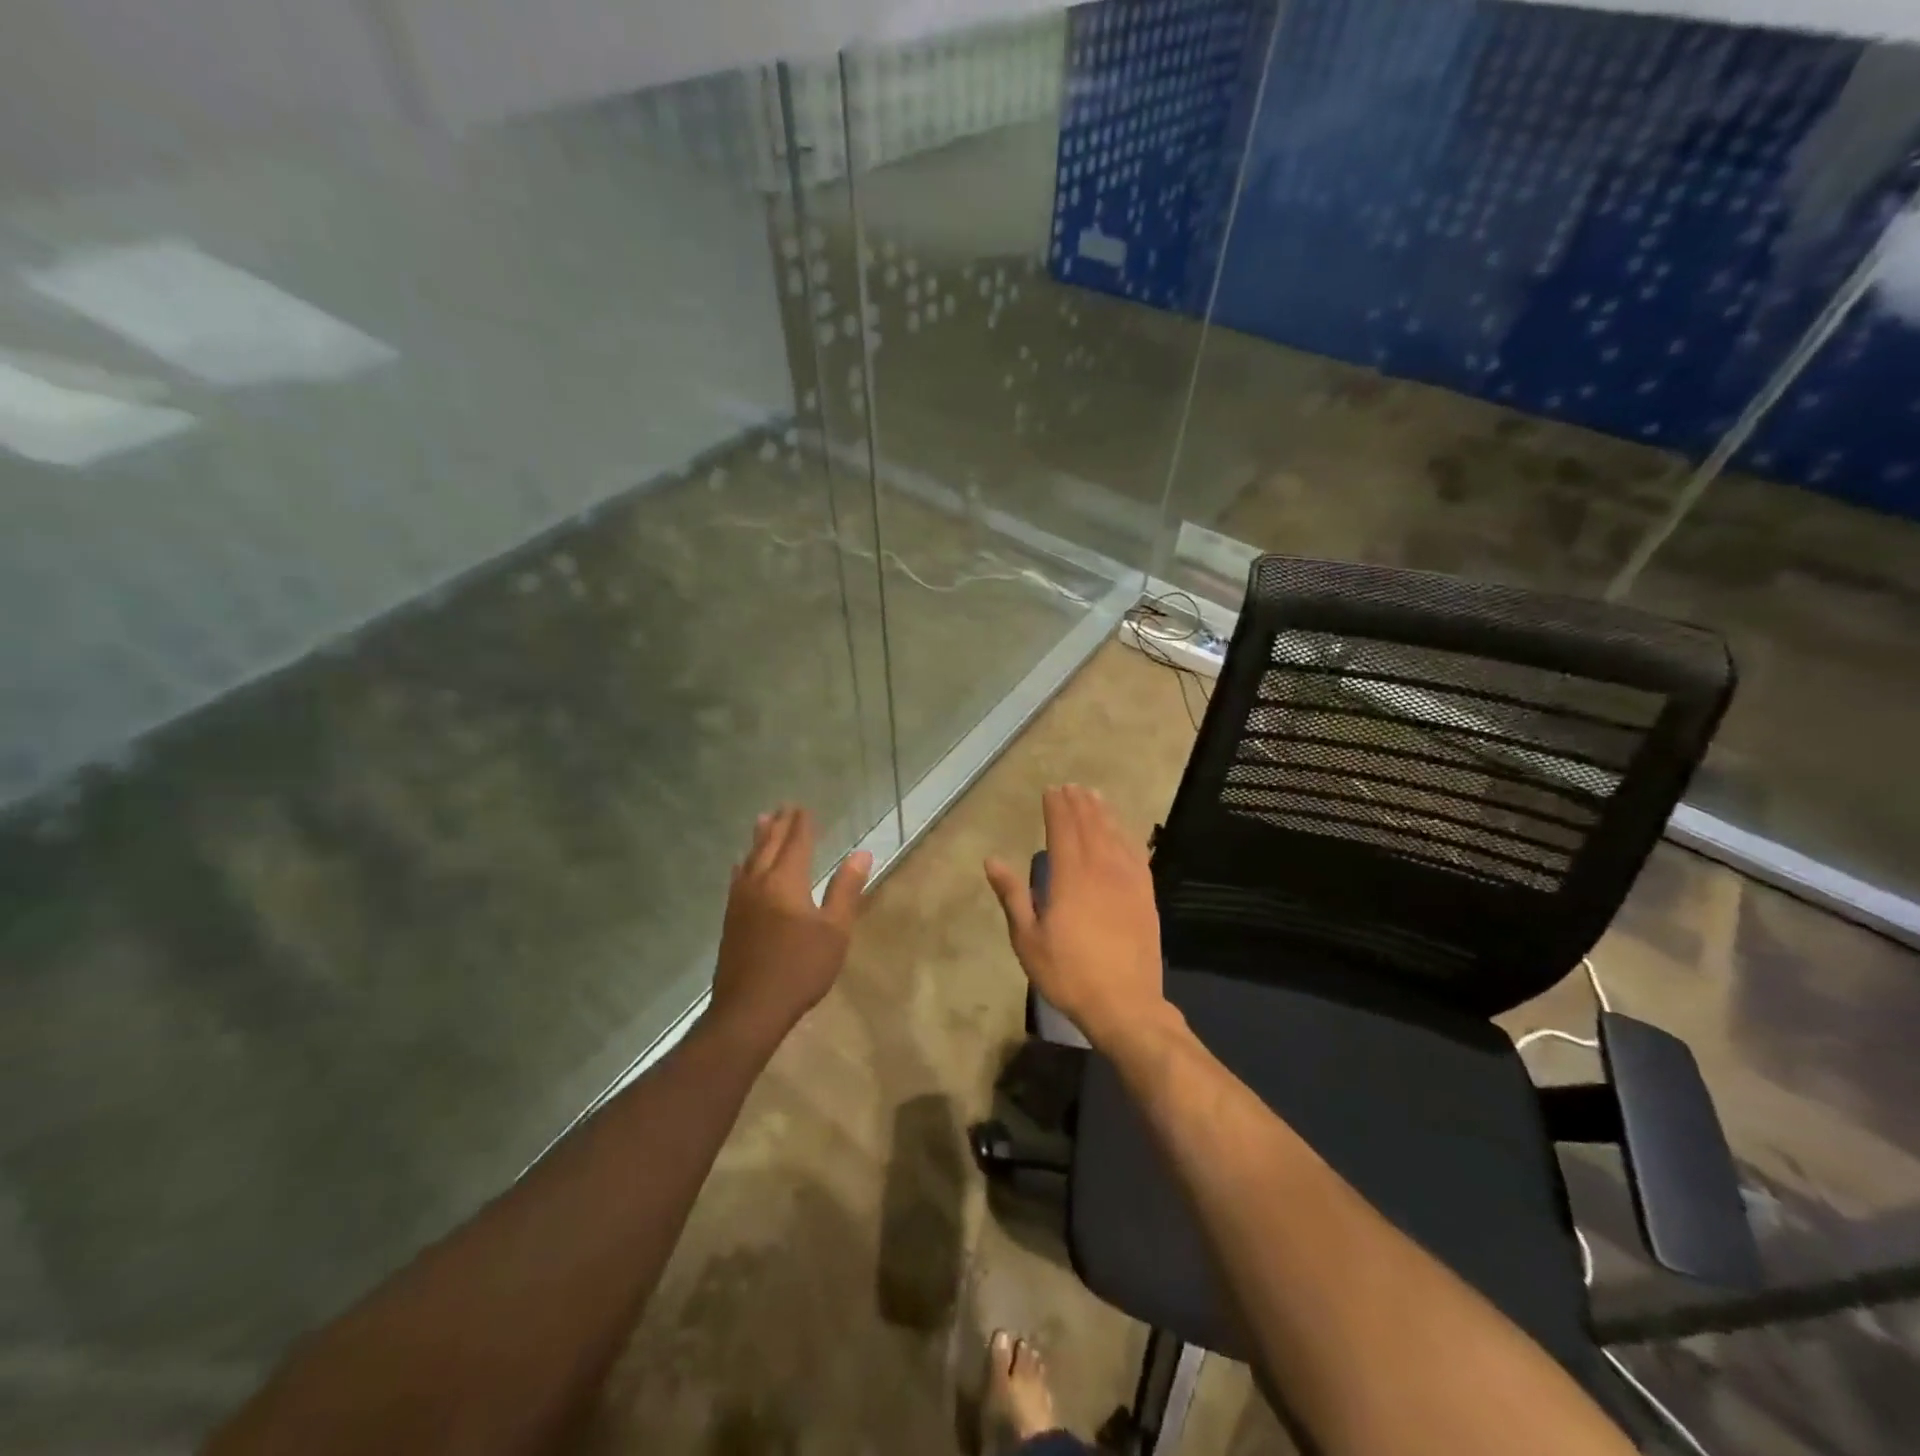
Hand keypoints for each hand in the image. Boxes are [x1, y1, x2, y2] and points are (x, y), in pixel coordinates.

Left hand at [710, 806, 870, 1048]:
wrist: (749, 1008)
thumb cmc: (799, 968)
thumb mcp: (834, 931)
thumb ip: (846, 889)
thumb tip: (861, 853)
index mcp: (786, 881)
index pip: (796, 843)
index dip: (802, 825)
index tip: (804, 808)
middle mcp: (759, 882)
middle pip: (769, 845)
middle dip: (779, 825)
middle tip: (784, 807)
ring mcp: (740, 901)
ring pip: (750, 859)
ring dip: (759, 838)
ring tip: (762, 821)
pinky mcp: (731, 919)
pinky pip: (738, 878)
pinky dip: (744, 863)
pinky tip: (741, 867)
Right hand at [984, 785, 1168, 1051]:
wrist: (1125, 1004)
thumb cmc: (1068, 973)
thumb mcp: (1028, 939)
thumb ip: (1012, 895)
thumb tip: (992, 860)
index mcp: (1069, 878)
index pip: (1063, 830)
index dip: (1056, 808)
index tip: (1051, 790)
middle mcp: (1101, 869)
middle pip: (1090, 826)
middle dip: (1079, 803)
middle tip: (1071, 786)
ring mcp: (1128, 881)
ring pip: (1115, 835)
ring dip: (1103, 813)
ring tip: (1094, 796)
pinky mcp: (1146, 896)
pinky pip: (1137, 855)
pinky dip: (1127, 837)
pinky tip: (1124, 832)